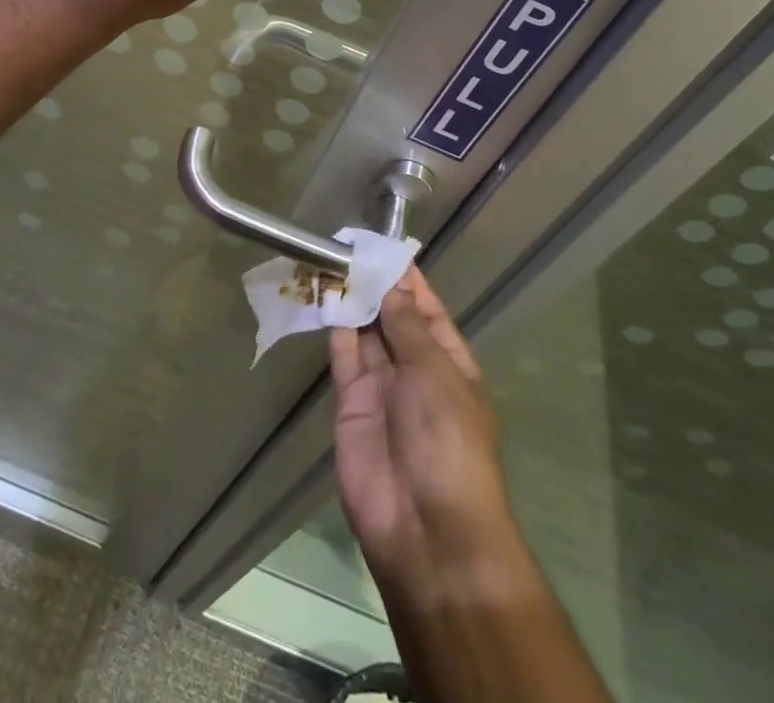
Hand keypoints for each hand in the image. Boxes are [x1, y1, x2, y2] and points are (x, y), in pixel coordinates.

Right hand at [331, 269, 514, 584]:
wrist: (425, 527)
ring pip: (365, 333)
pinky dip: (335, 328)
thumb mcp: (434, 372)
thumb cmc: (447, 439)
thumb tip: (392, 283)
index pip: (426, 308)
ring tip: (330, 261)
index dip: (406, 278)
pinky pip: (343, 357)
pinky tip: (324, 297)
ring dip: (351, 301)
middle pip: (392, 317)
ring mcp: (382, 387)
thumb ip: (406, 326)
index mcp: (448, 361)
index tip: (382, 244)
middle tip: (347, 245)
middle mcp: (415, 369)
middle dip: (374, 285)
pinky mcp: (351, 403)